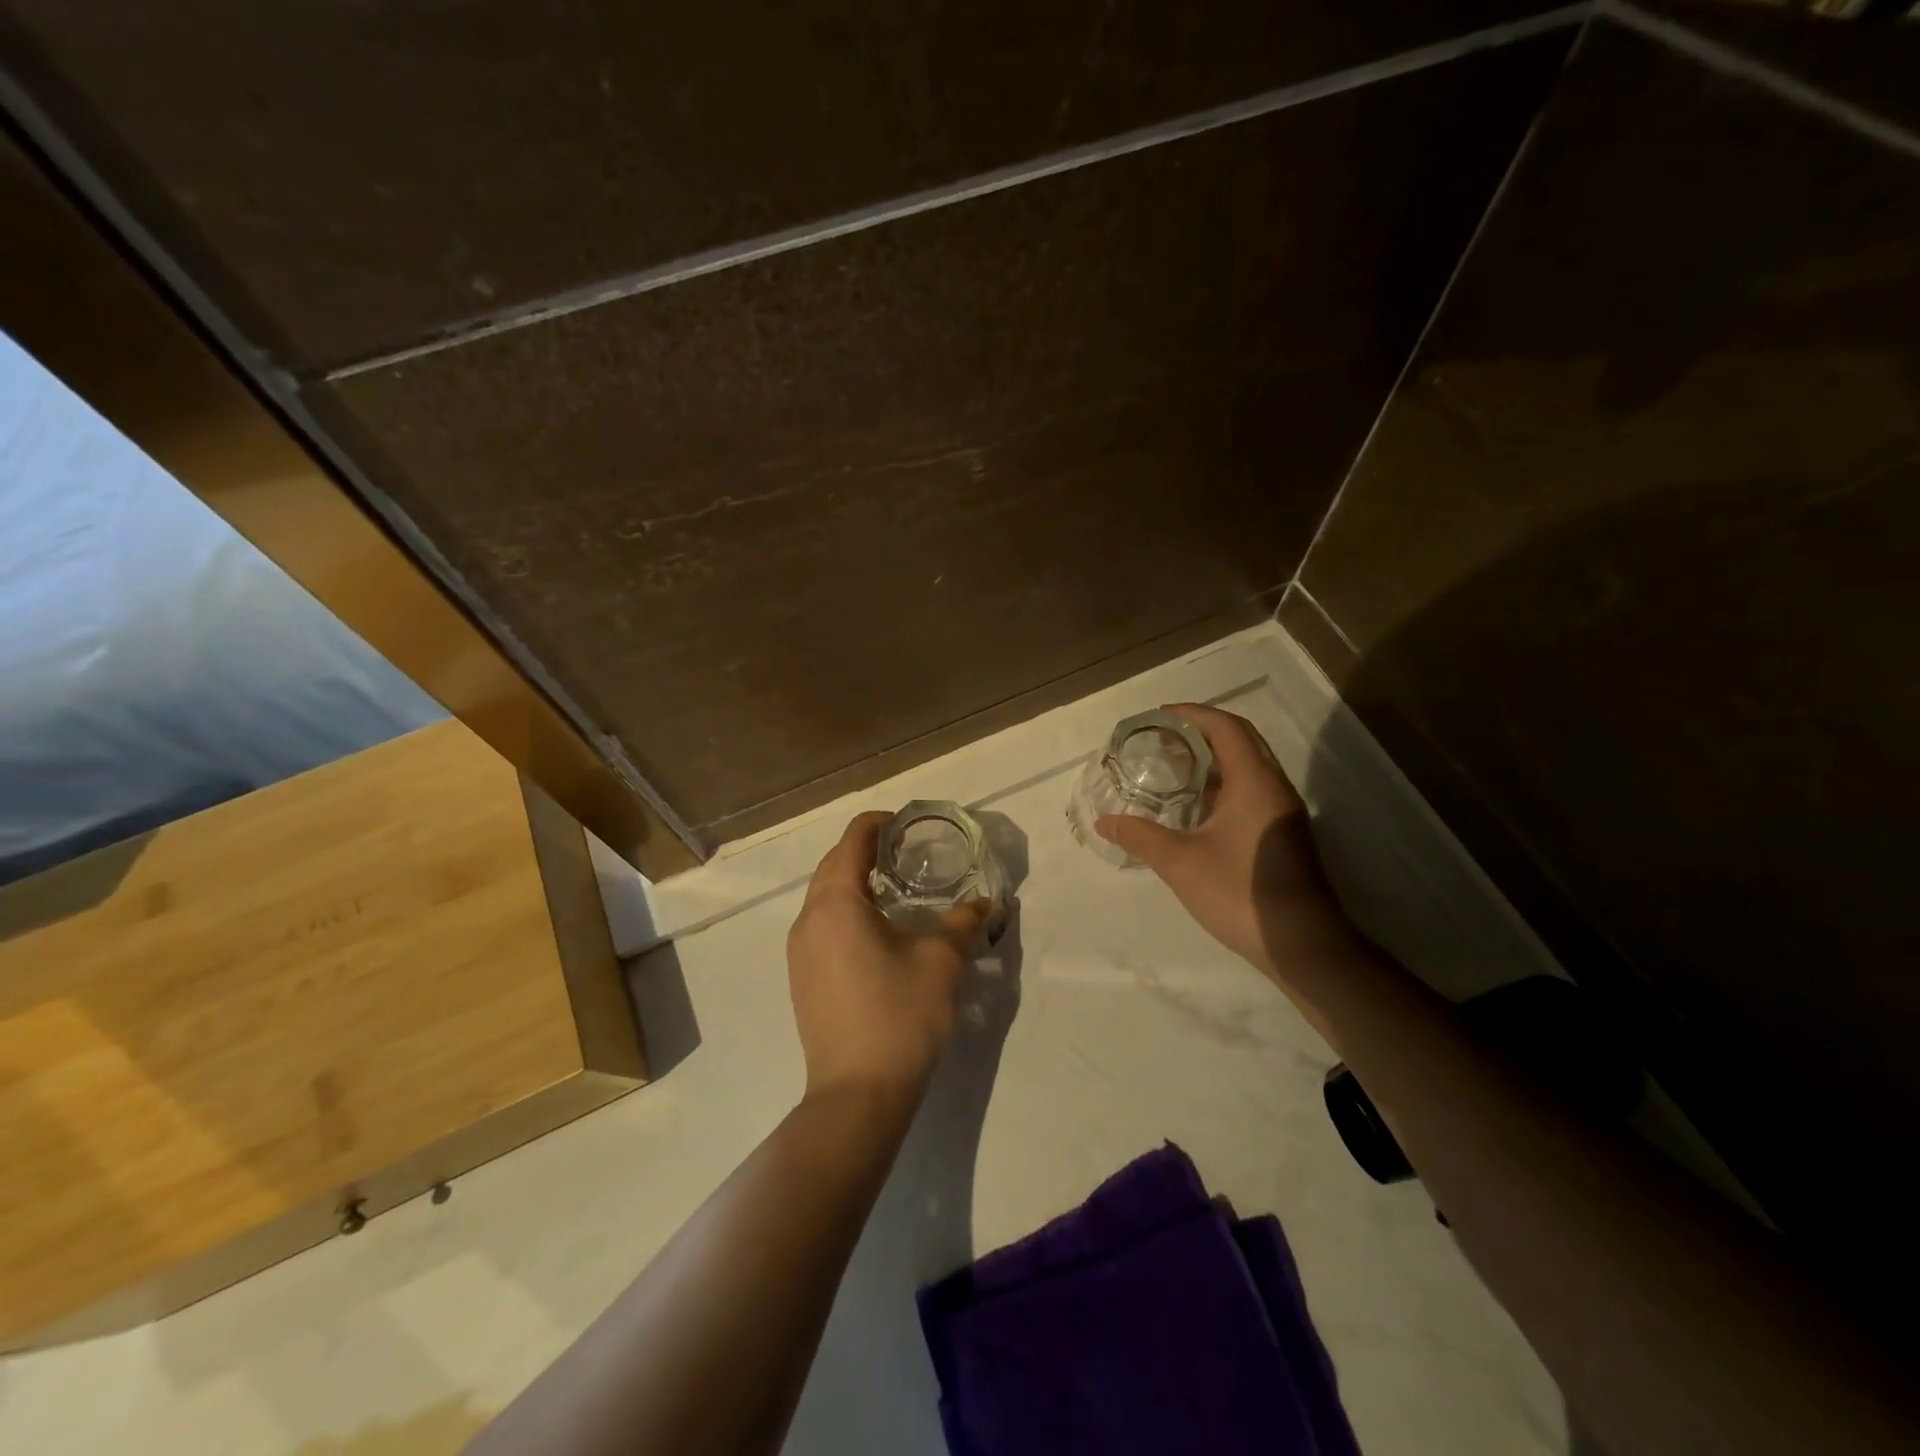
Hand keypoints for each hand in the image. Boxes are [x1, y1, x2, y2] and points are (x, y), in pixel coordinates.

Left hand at [787, 812, 989, 1107]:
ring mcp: (799, 950)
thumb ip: (964, 922)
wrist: (857, 1094)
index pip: (853, 839)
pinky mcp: (801, 976)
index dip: (881, 823)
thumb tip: (985, 903)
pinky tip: (877, 930)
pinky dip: (846, 909)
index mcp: (837, 902)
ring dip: (855, 880)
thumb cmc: (900, 1016)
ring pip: (824, 895)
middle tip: (909, 853)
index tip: (911, 825)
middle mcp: (809, 918)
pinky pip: (821, 923)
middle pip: (834, 863)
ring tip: (896, 888)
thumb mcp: (942, 962)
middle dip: (868, 850)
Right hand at [1096, 704, 1348, 976]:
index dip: (1192, 714)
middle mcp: (1274, 787)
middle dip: (1202, 731)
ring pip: (1249, 767)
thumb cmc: (1240, 892)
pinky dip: (1223, 784)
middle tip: (1163, 738)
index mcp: (1254, 781)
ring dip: (1214, 759)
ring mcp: (1282, 812)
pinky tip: (1196, 807)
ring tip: (1173, 766)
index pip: (1226, 727)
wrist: (1302, 944)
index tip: (1159, 715)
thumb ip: (1139, 836)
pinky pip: (1252, 790)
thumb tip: (1103, 821)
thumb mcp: (1180, 862)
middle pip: (1241, 740)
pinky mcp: (1283, 834)